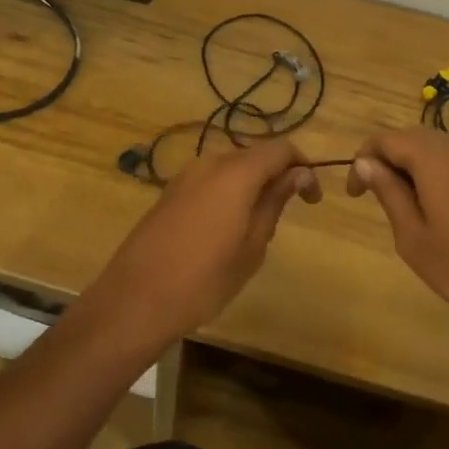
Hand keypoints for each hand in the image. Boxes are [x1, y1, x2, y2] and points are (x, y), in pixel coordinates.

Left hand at [87, 139, 321, 349]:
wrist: (136, 299)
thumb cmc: (205, 278)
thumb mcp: (252, 245)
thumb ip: (275, 202)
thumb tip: (298, 174)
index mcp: (236, 172)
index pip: (281, 149)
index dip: (302, 166)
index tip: (312, 199)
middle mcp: (209, 163)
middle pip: (254, 155)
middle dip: (276, 176)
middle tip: (287, 213)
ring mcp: (185, 176)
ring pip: (230, 168)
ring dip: (251, 185)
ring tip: (257, 225)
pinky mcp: (169, 193)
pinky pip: (209, 181)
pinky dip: (227, 193)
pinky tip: (225, 229)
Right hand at [346, 128, 448, 314]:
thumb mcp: (412, 235)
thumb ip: (388, 192)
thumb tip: (364, 162)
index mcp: (431, 159)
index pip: (385, 139)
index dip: (363, 159)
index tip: (355, 194)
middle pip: (410, 136)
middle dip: (386, 157)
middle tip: (374, 193)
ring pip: (433, 146)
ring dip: (410, 163)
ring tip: (401, 200)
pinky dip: (433, 170)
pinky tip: (433, 203)